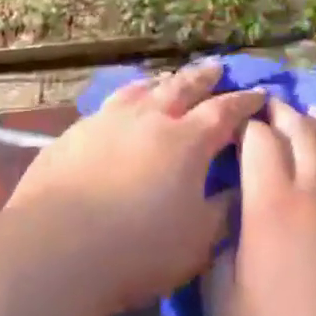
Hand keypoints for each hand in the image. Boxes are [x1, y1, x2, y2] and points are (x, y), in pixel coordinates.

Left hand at [6, 61, 264, 315]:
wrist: (56, 246)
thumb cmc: (138, 248)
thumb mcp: (197, 242)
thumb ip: (223, 212)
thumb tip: (239, 191)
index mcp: (187, 140)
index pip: (224, 111)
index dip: (244, 102)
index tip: (259, 93)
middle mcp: (150, 117)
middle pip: (183, 86)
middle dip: (204, 76)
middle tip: (217, 67)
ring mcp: (108, 120)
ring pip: (142, 89)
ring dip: (161, 82)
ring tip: (167, 80)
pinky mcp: (75, 132)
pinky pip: (109, 105)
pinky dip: (126, 100)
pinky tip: (120, 109)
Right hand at [206, 100, 315, 315]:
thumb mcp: (225, 309)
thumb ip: (218, 254)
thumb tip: (224, 223)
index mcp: (272, 204)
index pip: (258, 139)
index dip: (244, 122)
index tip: (230, 118)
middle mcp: (314, 191)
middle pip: (299, 131)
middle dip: (279, 112)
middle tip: (265, 104)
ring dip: (312, 123)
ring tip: (302, 110)